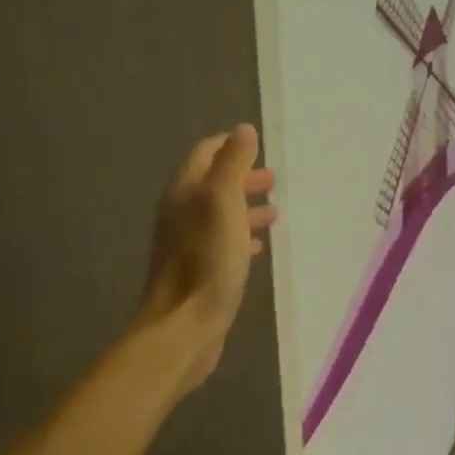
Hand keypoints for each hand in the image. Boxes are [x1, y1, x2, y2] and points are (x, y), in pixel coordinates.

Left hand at [138, 124, 276, 395]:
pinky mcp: (198, 271)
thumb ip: (232, 164)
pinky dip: (240, 236)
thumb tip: (243, 130)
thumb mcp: (223, 202)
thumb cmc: (207, 259)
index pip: (205, 154)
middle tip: (272, 181)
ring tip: (273, 213)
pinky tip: (258, 246)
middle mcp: (181, 213)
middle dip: (242, 178)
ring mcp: (187, 244)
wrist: (185, 324)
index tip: (257, 148)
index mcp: (184, 192)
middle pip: (212, 184)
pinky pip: (221, 243)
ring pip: (219, 215)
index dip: (230, 147)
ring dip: (245, 208)